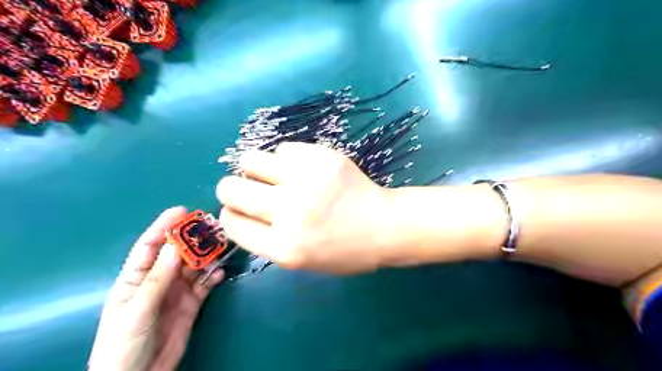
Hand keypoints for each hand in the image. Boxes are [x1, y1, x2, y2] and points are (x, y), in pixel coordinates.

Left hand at [89, 209, 223, 370]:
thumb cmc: (124, 345)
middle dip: (193, 239)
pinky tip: (221, 272)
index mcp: (136, 278)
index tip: (181, 211)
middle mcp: (159, 280)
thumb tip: (174, 245)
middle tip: (211, 226)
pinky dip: (214, 276)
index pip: (150, 246)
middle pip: (178, 253)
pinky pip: (205, 284)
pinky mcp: (192, 303)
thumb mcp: (137, 310)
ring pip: (195, 266)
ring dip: (208, 255)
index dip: (164, 227)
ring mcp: (177, 291)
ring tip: (222, 246)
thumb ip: (157, 279)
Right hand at [216, 142, 391, 274]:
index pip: (231, 223)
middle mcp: (289, 212)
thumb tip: (240, 210)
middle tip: (252, 190)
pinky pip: (284, 148)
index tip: (241, 210)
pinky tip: (303, 169)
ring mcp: (306, 180)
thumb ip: (266, 239)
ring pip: (251, 160)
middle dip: (233, 189)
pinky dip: (287, 159)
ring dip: (256, 169)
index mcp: (283, 247)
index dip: (232, 214)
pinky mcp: (322, 157)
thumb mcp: (301, 260)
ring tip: (276, 176)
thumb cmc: (345, 250)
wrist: (385, 226)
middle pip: (230, 188)